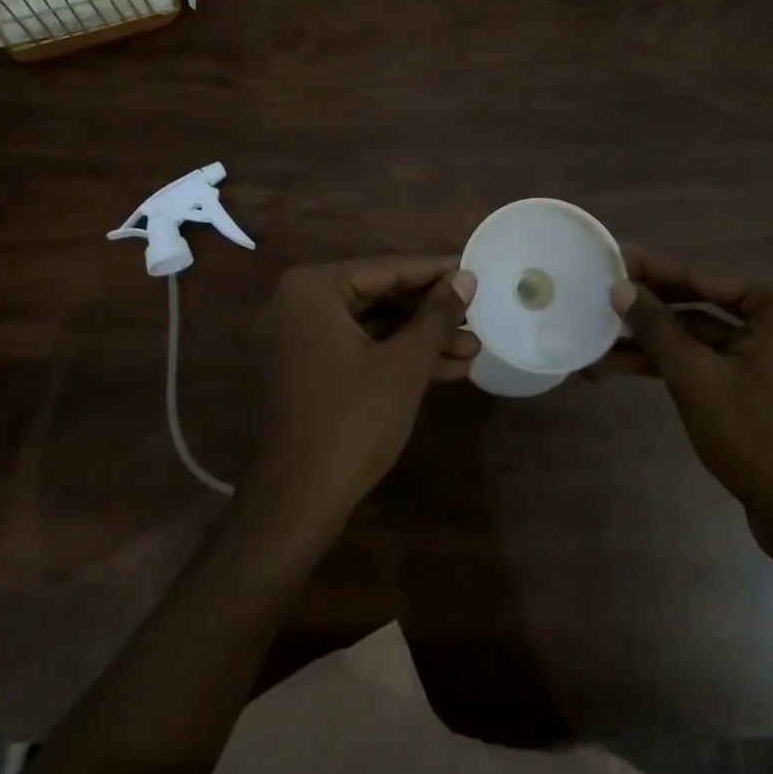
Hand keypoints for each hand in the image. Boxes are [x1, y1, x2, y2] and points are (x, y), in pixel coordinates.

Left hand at [239, 258, 478, 543]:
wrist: (294, 505)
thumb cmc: (351, 423)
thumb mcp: (405, 365)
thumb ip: (437, 315)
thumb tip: (466, 277)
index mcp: (314, 287)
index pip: (388, 268)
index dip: (437, 272)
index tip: (476, 270)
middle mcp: (301, 302)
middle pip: (381, 296)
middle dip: (432, 313)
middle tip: (478, 316)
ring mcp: (301, 337)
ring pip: (374, 326)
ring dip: (421, 339)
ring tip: (473, 349)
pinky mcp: (308, 369)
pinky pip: (360, 349)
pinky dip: (398, 358)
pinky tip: (447, 370)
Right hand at [610, 248, 772, 635]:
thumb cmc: (763, 440)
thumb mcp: (697, 379)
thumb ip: (656, 328)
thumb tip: (620, 287)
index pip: (701, 275)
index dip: (651, 268)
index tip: (611, 255)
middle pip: (701, 303)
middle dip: (649, 307)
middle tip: (599, 294)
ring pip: (704, 337)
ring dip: (656, 340)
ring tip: (601, 338)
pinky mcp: (769, 390)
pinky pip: (715, 363)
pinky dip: (677, 365)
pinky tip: (629, 366)